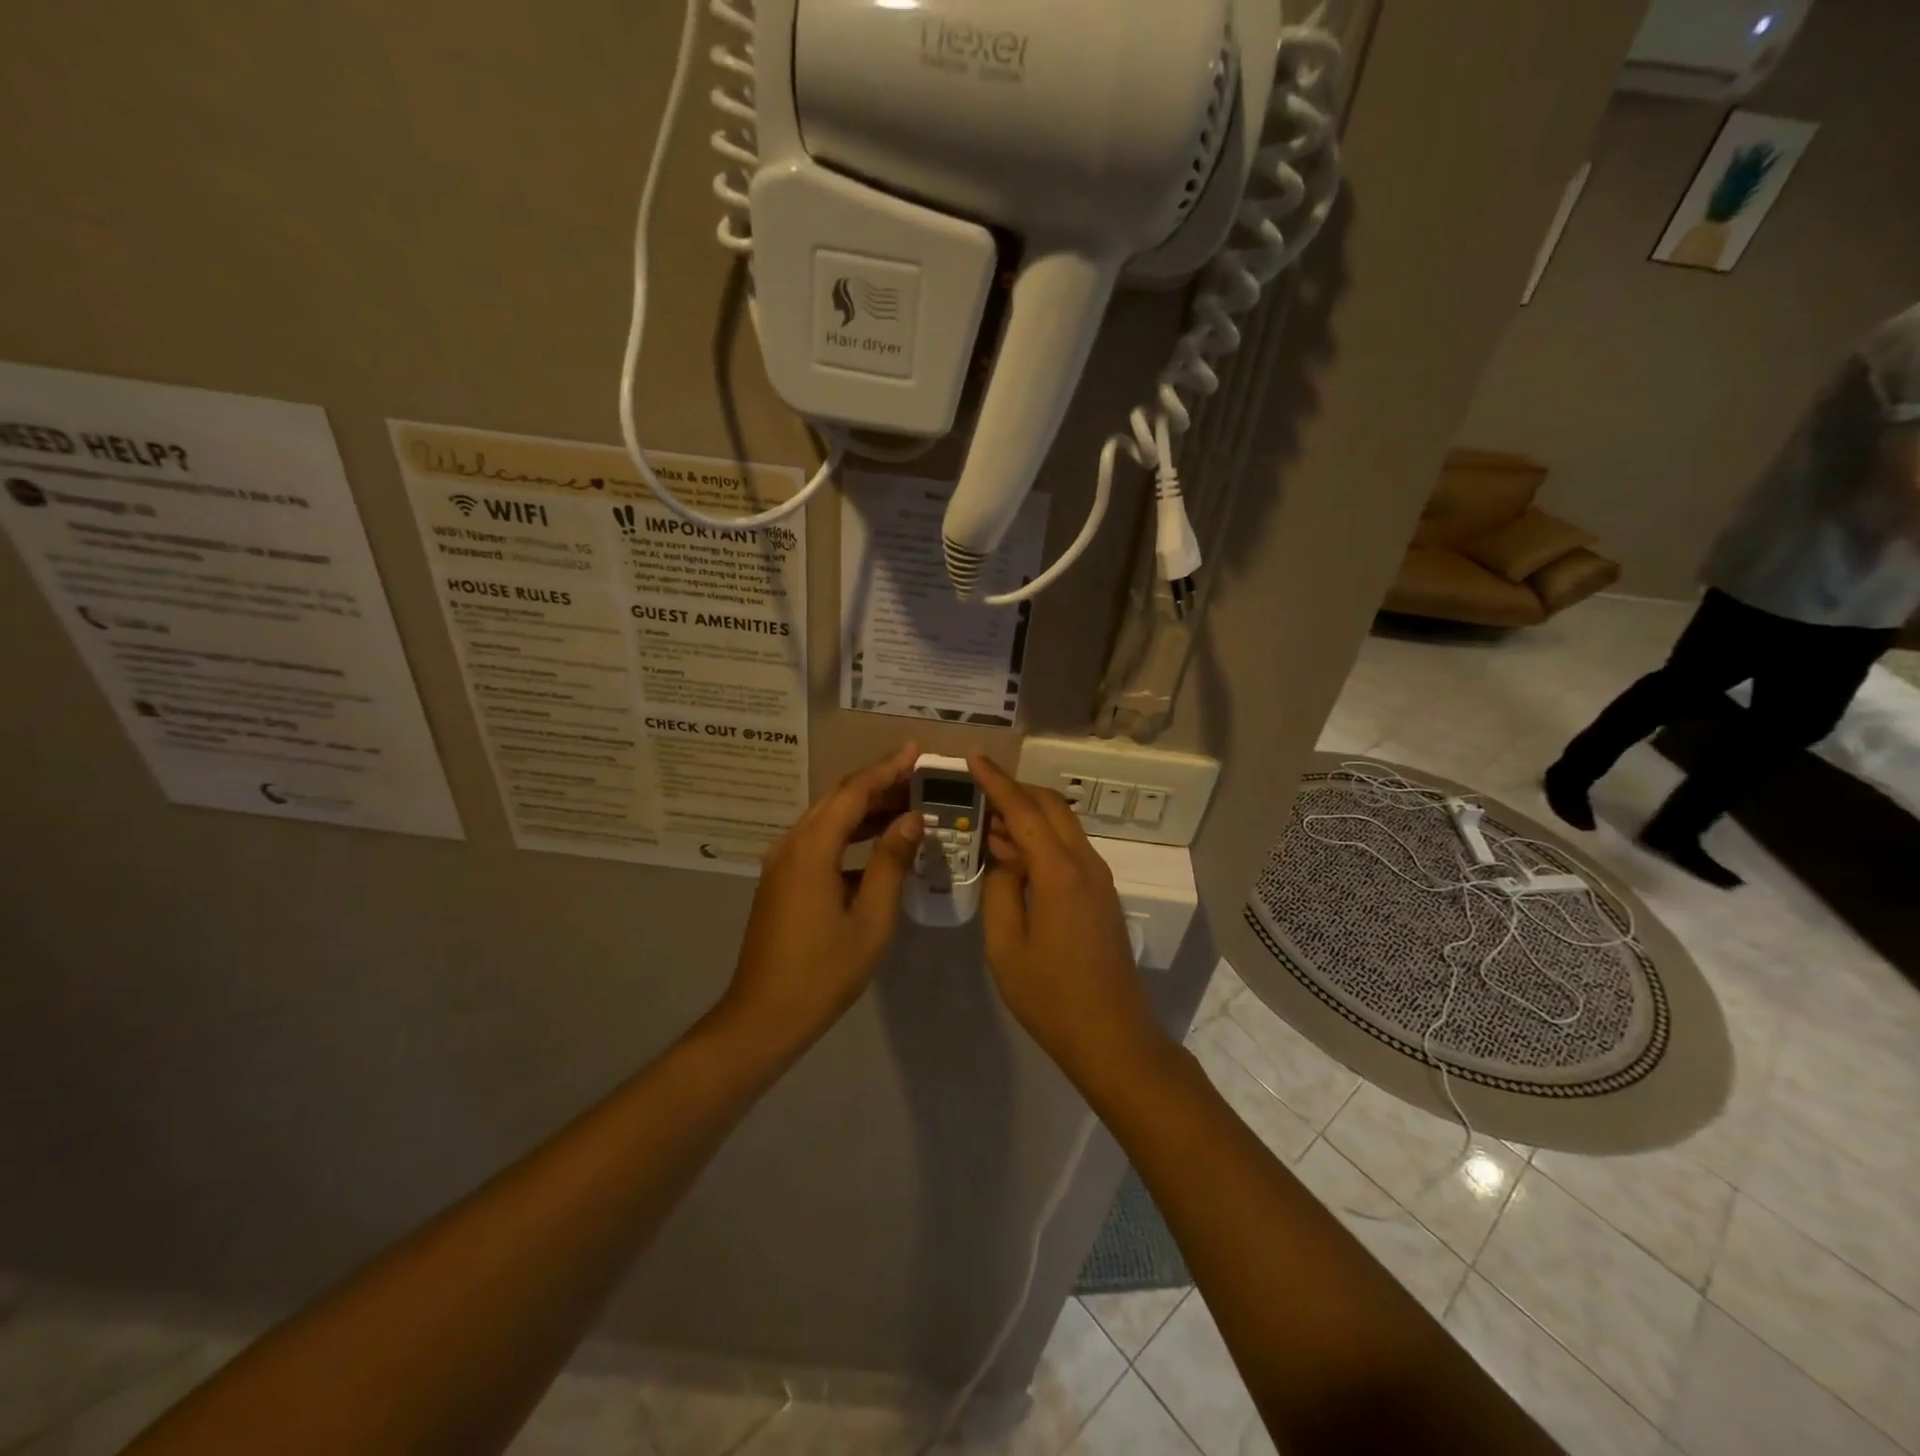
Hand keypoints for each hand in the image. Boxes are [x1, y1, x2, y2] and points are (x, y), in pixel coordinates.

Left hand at [721, 744, 924, 1055]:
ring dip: (865, 809)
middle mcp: (792, 845)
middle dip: (878, 783)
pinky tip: (878, 845)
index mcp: (812, 849)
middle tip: (918, 775)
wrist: (764, 1016)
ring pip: (828, 819)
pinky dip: (850, 835)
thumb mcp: (870, 919)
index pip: (854, 792)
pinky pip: (819, 842)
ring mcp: (782, 863)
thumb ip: (890, 863)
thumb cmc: (823, 972)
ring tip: (907, 804)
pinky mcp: (782, 881)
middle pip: (838, 799)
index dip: (887, 769)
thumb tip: (911, 819)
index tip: (917, 751)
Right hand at [969, 754, 1173, 1091]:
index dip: (996, 781)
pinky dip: (1042, 839)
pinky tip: (1016, 857)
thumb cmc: (1050, 995)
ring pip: (1063, 826)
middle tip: (978, 791)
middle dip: (1015, 790)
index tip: (972, 758)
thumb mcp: (1005, 945)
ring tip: (990, 824)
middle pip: (1051, 807)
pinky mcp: (1101, 895)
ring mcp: (1098, 878)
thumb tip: (1006, 859)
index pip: (1024, 810)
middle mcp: (1085, 863)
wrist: (1111, 1035)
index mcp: (1059, 871)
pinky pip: (1069, 849)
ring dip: (1029, 815)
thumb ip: (1000, 890)